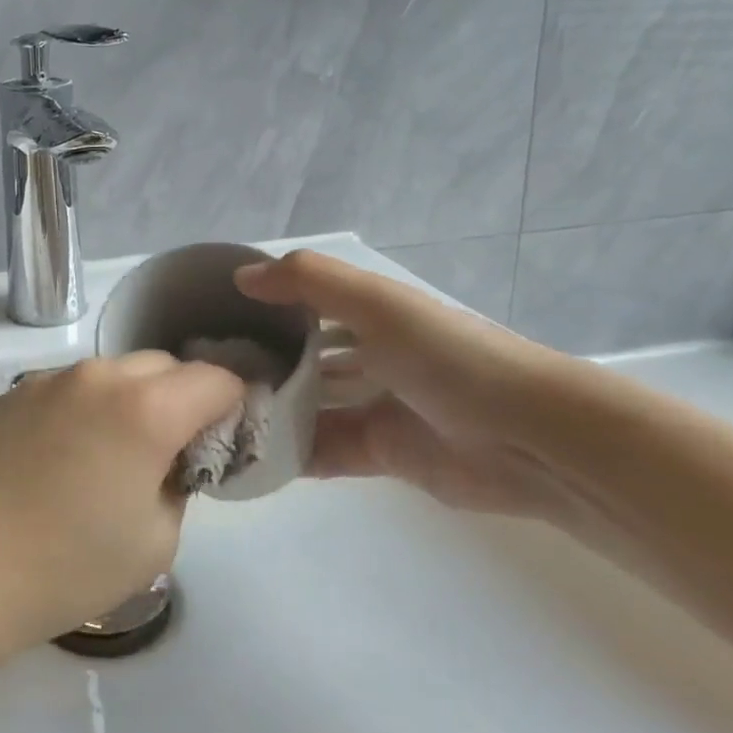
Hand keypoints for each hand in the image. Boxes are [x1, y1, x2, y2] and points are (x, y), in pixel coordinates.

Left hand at [0, 353, 244, 654]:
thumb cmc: (64, 568)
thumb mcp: (155, 541)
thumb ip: (178, 485)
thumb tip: (167, 462)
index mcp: (145, 408)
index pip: (216, 378)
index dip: (234, 404)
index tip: (227, 437)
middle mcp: (97, 377)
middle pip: (163, 366)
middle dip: (182, 397)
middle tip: (170, 451)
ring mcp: (47, 380)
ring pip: (111, 374)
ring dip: (129, 401)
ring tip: (110, 456)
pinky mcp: (10, 394)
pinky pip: (68, 389)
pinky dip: (84, 409)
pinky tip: (60, 459)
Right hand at [236, 251, 575, 521]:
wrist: (527, 437)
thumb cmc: (448, 357)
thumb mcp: (378, 304)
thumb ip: (309, 282)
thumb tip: (241, 276)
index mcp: (371, 315)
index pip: (304, 305)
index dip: (262, 308)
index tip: (210, 318)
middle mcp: (370, 357)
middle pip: (304, 359)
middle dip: (261, 364)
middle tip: (204, 376)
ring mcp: (374, 407)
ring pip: (310, 407)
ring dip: (272, 412)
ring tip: (216, 418)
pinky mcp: (380, 454)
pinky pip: (323, 452)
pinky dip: (292, 454)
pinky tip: (249, 456)